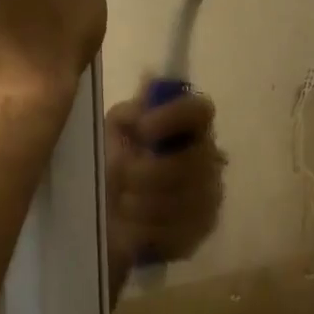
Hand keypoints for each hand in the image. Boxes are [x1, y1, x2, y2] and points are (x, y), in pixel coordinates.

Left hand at [104, 84, 225, 302]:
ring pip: (182, 199)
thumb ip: (130, 113)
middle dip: (147, 173)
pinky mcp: (202, 230)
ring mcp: (210, 196)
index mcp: (188, 127)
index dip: (173, 117)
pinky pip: (178, 230)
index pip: (200, 110)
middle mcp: (209, 158)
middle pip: (191, 161)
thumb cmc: (110, 166)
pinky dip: (147, 229)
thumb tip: (149, 82)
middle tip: (120, 177)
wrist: (104, 220)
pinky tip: (132, 227)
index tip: (142, 129)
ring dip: (142, 203)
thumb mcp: (111, 135)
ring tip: (122, 203)